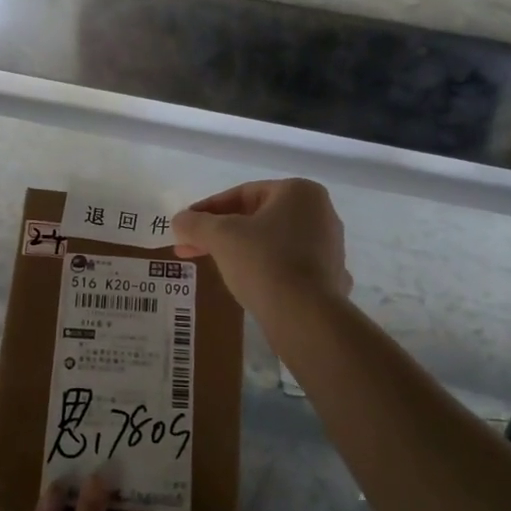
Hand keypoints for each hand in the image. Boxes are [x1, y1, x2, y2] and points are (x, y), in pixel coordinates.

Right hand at [172, 178, 349, 321]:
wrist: (306, 318)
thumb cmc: (264, 262)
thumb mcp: (221, 237)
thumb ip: (196, 223)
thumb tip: (180, 220)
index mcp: (299, 192)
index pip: (243, 194)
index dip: (208, 210)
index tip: (186, 226)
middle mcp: (322, 213)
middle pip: (258, 218)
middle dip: (222, 233)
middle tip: (192, 248)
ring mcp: (330, 247)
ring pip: (274, 242)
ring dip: (242, 250)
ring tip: (216, 266)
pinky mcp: (331, 278)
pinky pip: (290, 267)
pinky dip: (267, 270)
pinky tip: (249, 284)